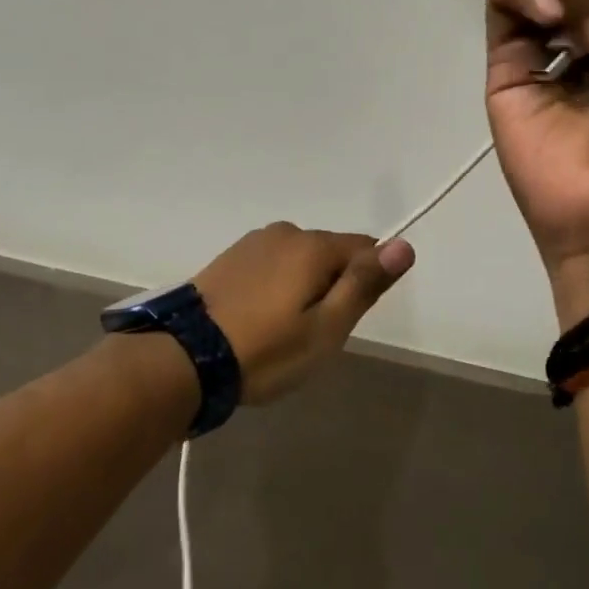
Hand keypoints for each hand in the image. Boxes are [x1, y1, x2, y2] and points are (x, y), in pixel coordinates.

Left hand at [192, 224, 415, 403]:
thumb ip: (364, 284)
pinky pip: (271, 265)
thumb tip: (404, 245)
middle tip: (311, 335)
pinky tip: (258, 319)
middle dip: (332, 287)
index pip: (365, 248)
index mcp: (312, 245)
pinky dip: (276, 287)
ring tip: (281, 331)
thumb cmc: (265, 349)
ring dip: (302, 287)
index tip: (344, 319)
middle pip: (330, 254)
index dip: (365, 284)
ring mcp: (254, 242)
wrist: (185, 356)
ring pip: (299, 260)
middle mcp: (285, 232)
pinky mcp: (230, 256)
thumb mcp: (326, 328)